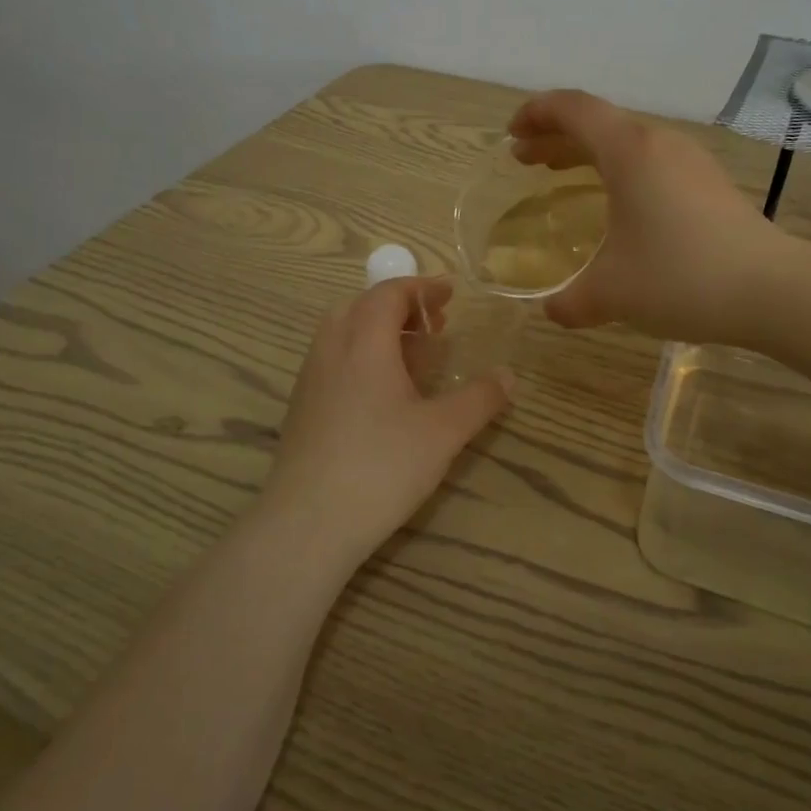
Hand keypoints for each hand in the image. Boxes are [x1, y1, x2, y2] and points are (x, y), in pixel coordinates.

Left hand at [264, 278, 511, 561]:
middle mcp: (331, 349)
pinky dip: (361, 356)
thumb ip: (480, 398)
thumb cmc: (382, 466)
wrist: (309, 522)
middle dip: (399, 307)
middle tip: (434, 326)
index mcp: (364, 342)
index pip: (389, 293)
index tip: (450, 294)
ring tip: (413, 358)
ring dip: (378, 331)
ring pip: (342, 333)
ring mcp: (310, 379)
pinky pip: (333, 360)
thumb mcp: (444, 432)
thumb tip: (509, 375)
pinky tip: (383, 395)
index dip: (422, 288)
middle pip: (361, 306)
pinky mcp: (302, 407)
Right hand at [508, 90, 781, 343]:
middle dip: (555, 135)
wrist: (772, 290)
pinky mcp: (709, 183)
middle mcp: (659, 143)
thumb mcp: (611, 293)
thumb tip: (552, 311)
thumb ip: (570, 301)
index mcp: (629, 151)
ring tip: (560, 173)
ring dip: (588, 152)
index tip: (512, 134)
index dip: (536, 113)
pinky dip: (618, 169)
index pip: (573, 109)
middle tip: (525, 158)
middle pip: (598, 122)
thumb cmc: (680, 278)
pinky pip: (650, 160)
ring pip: (626, 141)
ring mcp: (690, 161)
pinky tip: (616, 203)